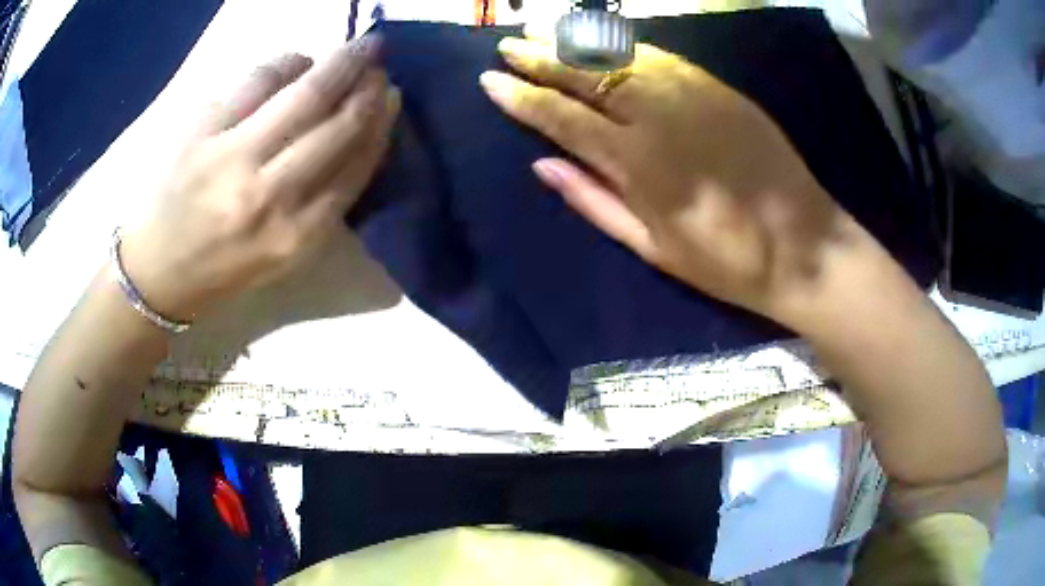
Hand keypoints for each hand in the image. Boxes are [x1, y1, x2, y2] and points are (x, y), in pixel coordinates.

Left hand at [121, 39, 399, 321]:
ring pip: (304, 94)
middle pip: (337, 125)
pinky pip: (257, 80)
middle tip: (379, 61)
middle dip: (368, 86)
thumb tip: (356, 134)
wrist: (157, 271)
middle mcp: (269, 197)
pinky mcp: (202, 131)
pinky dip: (287, 62)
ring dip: (340, 63)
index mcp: (295, 237)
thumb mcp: (282, 256)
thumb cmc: (222, 268)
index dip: (380, 123)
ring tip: (354, 50)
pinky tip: (297, 62)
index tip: (390, 96)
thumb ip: (323, 206)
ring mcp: (232, 158)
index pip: (356, 167)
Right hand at [482, 37, 862, 321]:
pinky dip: (625, 45)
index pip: (563, 118)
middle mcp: (659, 116)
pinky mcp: (719, 88)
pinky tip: (603, 39)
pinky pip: (661, 55)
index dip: (523, 97)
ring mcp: (693, 94)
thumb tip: (541, 164)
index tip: (490, 82)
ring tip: (543, 30)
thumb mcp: (652, 248)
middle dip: (542, 57)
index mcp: (638, 164)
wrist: (804, 248)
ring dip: (577, 42)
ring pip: (621, 55)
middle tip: (509, 45)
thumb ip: (593, 201)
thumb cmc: (726, 261)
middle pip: (588, 75)